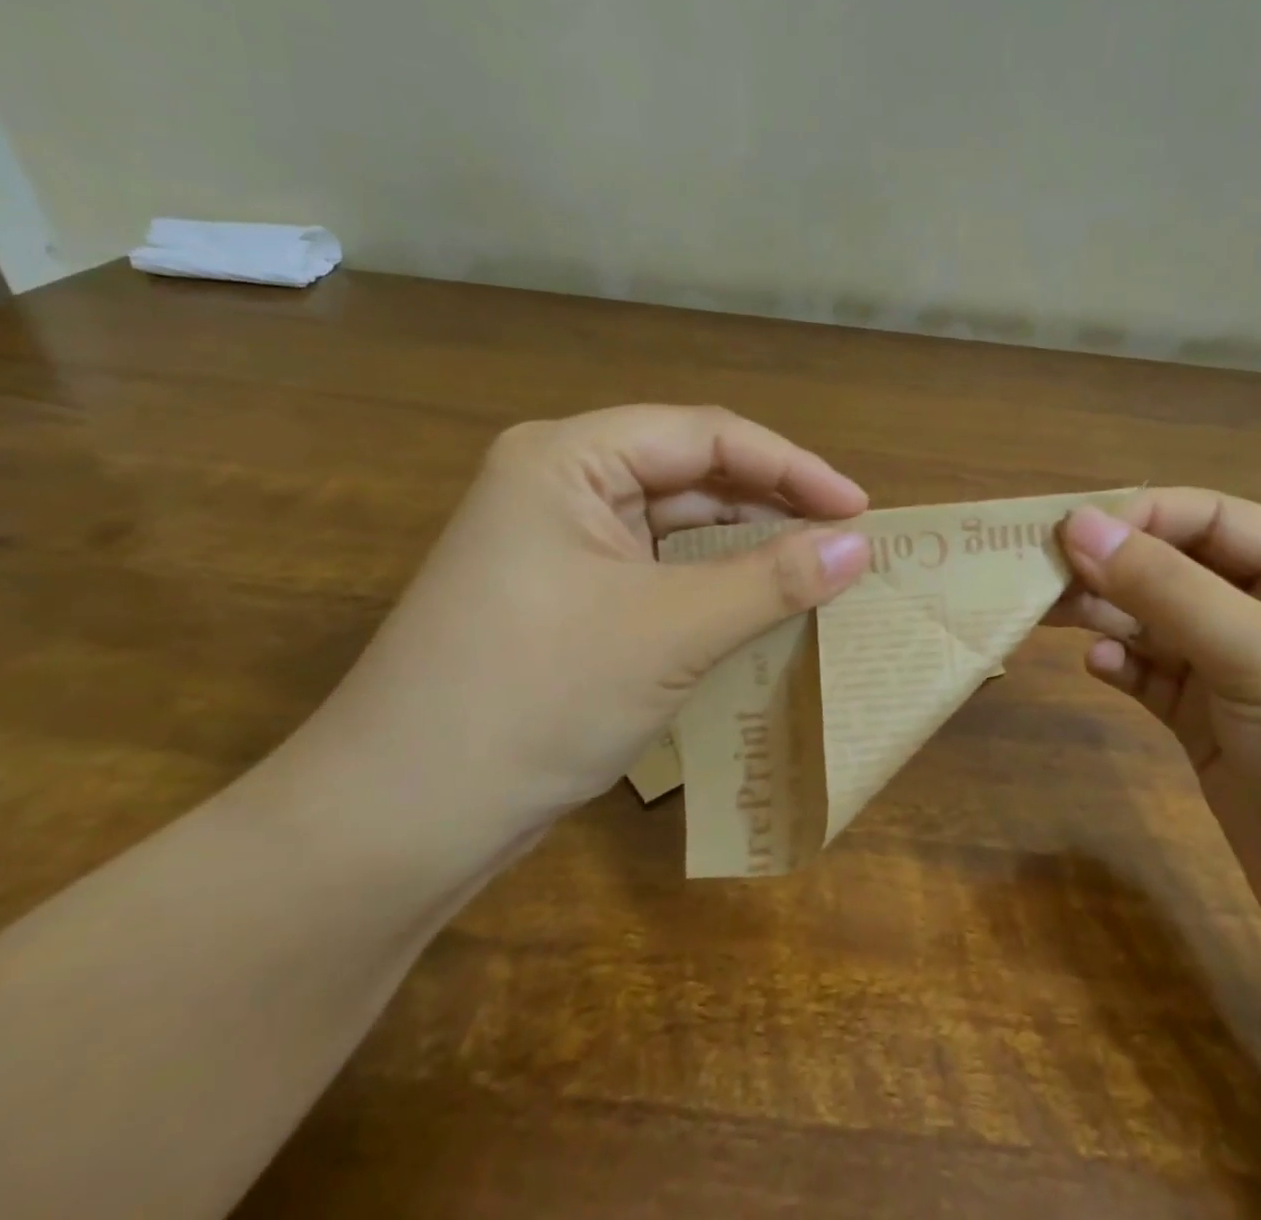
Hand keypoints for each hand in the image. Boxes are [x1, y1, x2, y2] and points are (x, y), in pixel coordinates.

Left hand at [300, 405, 871, 843]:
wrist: (398, 824)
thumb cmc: (535, 698)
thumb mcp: (671, 631)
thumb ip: (773, 580)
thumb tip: (862, 545)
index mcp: (569, 458)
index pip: (705, 435)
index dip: (791, 466)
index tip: (858, 508)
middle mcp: (561, 484)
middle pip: (692, 474)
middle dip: (772, 505)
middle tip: (846, 541)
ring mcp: (561, 543)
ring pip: (678, 525)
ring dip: (746, 547)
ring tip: (818, 571)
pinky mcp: (568, 596)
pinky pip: (659, 570)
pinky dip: (713, 585)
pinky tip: (760, 604)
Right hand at [1053, 493, 1260, 989]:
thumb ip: (1164, 586)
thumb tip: (1076, 524)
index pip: (1207, 518)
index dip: (1137, 517)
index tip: (1066, 534)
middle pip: (1171, 568)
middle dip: (1109, 566)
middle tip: (1036, 573)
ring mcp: (1238, 675)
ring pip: (1153, 622)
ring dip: (1103, 613)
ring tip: (1046, 613)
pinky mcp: (1211, 729)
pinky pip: (1152, 677)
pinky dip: (1122, 666)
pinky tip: (1098, 668)